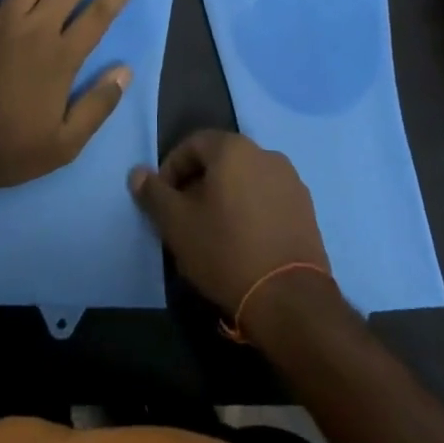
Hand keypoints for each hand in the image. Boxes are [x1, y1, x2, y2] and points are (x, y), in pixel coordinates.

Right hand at [128, 131, 332, 330]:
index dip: (171, 169)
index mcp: (233, 148)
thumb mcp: (177, 224)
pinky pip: (267, 198)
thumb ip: (154, 194)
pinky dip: (251, 210)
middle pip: (220, 160)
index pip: (192, 144)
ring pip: (245, 179)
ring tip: (214, 232)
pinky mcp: (306, 208)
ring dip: (225, 197)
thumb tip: (137, 173)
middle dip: (198, 184)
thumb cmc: (226, 251)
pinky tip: (244, 242)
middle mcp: (265, 153)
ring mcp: (290, 180)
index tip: (164, 201)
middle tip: (185, 218)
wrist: (290, 298)